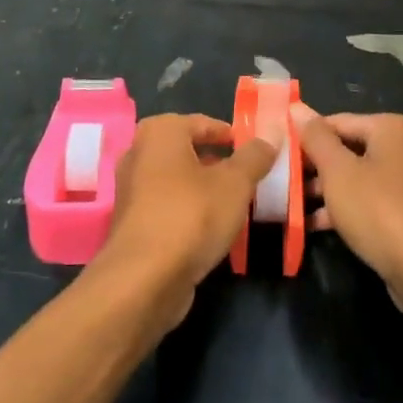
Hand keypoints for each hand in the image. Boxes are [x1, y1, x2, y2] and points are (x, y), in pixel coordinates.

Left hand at [95, 113, 281, 329]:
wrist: (144, 279)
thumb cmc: (191, 215)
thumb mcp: (235, 183)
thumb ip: (254, 157)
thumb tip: (271, 136)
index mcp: (160, 132)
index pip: (204, 123)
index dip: (232, 136)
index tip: (257, 152)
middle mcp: (139, 153)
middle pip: (189, 151)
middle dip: (219, 163)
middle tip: (250, 177)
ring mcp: (131, 189)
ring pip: (178, 180)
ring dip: (205, 188)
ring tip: (236, 203)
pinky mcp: (132, 222)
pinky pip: (168, 205)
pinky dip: (189, 210)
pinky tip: (212, 228)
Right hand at [292, 105, 402, 309]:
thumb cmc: (379, 211)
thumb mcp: (339, 172)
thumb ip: (315, 138)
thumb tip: (296, 107)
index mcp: (390, 128)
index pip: (335, 122)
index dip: (304, 137)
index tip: (276, 154)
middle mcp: (402, 147)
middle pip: (345, 148)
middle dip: (313, 166)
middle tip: (279, 180)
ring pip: (354, 176)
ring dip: (323, 189)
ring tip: (289, 203)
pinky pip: (366, 200)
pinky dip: (342, 208)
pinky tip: (312, 224)